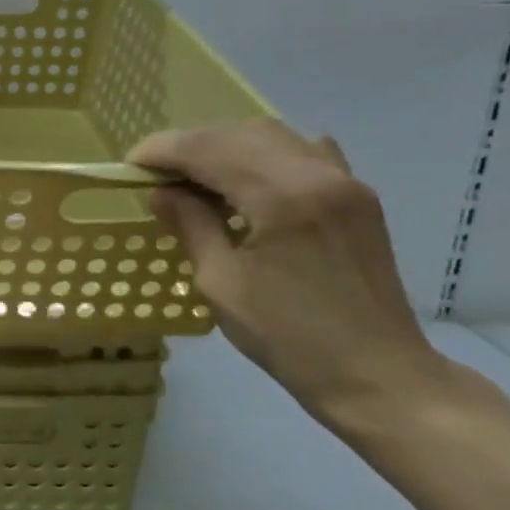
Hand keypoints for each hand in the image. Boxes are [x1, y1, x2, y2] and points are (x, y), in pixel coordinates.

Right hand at [129, 119, 452, 431]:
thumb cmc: (290, 337)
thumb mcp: (221, 283)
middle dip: (190, 145)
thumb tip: (162, 192)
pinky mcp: (357, 198)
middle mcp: (318, 175)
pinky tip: (248, 179)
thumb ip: (191, 225)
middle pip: (240, 134)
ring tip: (195, 176)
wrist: (378, 376)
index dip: (163, 150)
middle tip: (156, 172)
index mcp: (283, 196)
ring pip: (274, 136)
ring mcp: (346, 183)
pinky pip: (305, 152)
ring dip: (225, 146)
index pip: (209, 149)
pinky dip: (265, 155)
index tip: (130, 166)